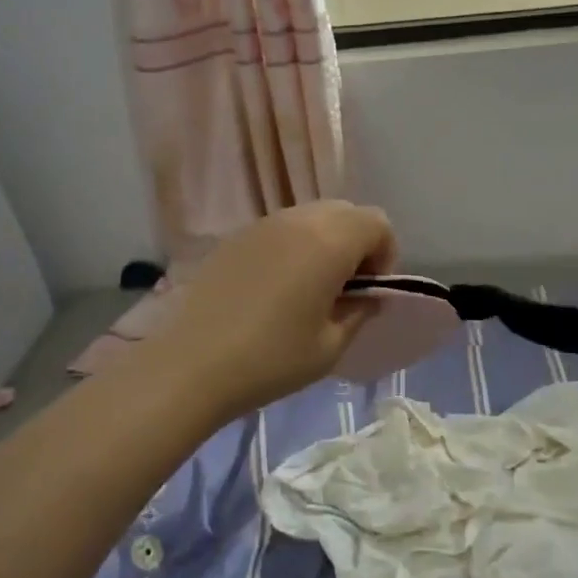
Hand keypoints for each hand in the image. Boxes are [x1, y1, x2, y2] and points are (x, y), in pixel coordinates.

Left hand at [154, 202, 396, 418]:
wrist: (192, 365)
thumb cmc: (272, 359)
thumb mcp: (331, 346)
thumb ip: (359, 312)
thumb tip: (367, 296)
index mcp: (330, 241)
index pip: (377, 223)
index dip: (385, 255)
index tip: (370, 291)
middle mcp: (299, 220)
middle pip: (346, 212)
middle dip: (357, 243)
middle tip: (345, 288)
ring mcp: (263, 224)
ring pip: (312, 216)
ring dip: (324, 242)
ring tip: (309, 288)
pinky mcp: (236, 237)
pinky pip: (280, 229)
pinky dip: (293, 247)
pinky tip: (275, 288)